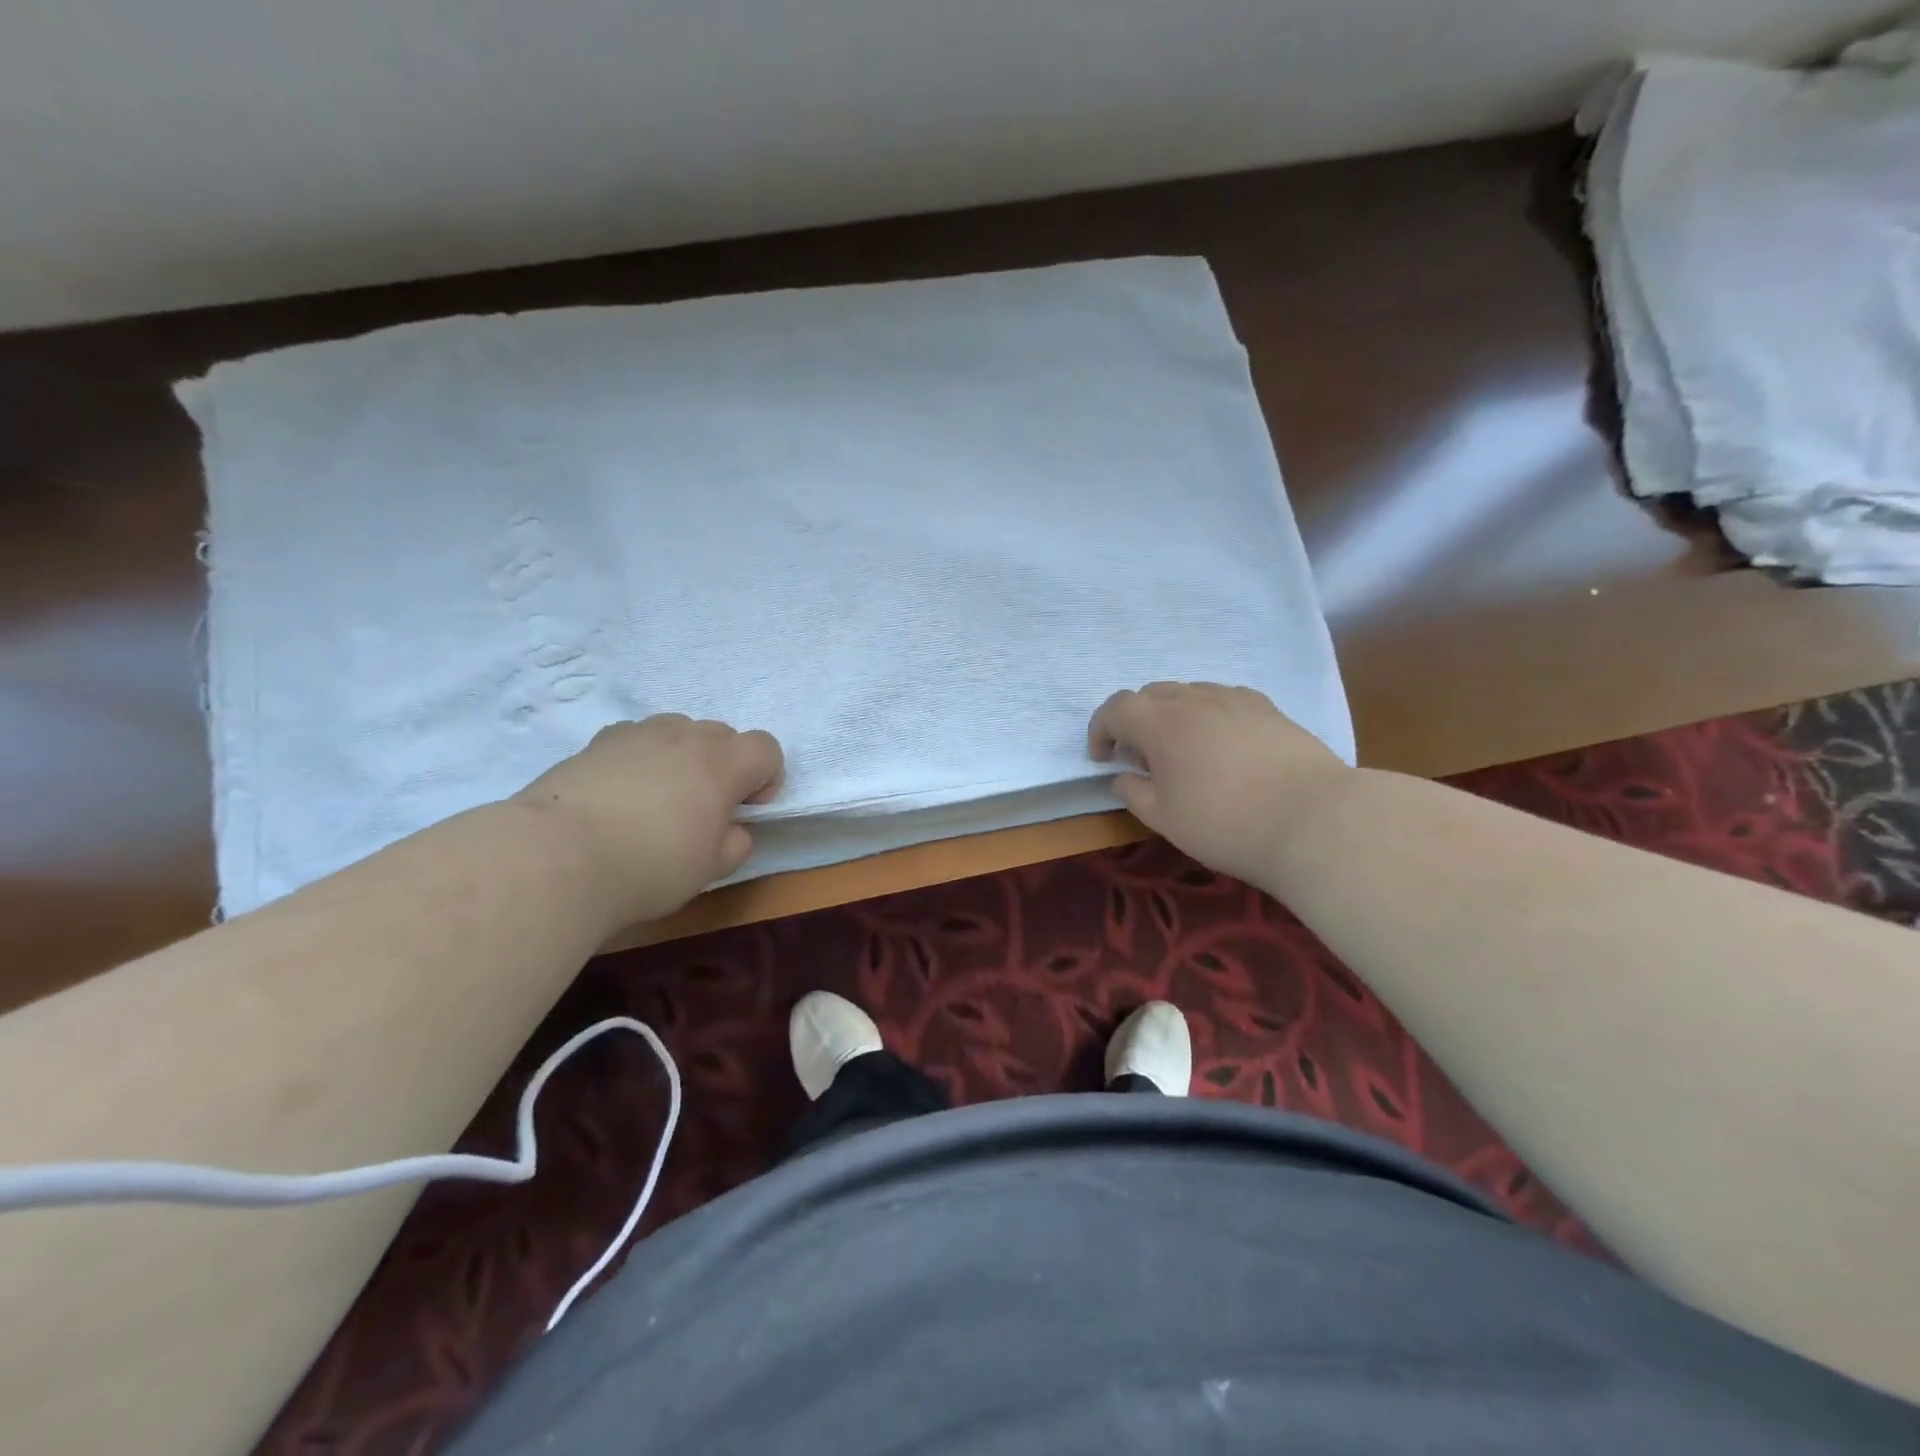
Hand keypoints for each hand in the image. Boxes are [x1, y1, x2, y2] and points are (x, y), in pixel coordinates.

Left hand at [511, 715, 783, 924]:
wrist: (556, 859)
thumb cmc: (649, 866)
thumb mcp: (711, 868)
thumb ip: (735, 843)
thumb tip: (732, 830)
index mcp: (723, 763)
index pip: (767, 748)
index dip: (767, 777)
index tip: (748, 810)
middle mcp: (684, 736)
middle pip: (723, 734)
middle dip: (725, 765)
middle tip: (705, 808)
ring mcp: (637, 734)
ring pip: (677, 731)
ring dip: (683, 756)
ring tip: (661, 798)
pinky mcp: (595, 743)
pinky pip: (635, 740)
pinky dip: (641, 758)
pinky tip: (621, 794)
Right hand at [1089, 682, 1350, 889]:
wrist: (1314, 821)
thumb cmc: (1227, 824)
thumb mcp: (1164, 819)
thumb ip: (1133, 792)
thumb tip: (1122, 776)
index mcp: (1162, 723)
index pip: (1116, 708)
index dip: (1100, 729)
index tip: (1102, 758)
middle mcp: (1196, 699)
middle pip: (1151, 693)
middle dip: (1135, 720)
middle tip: (1140, 758)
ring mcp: (1236, 699)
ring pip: (1190, 693)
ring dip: (1172, 715)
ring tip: (1182, 751)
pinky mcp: (1269, 709)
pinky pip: (1224, 699)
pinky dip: (1208, 714)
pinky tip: (1222, 745)